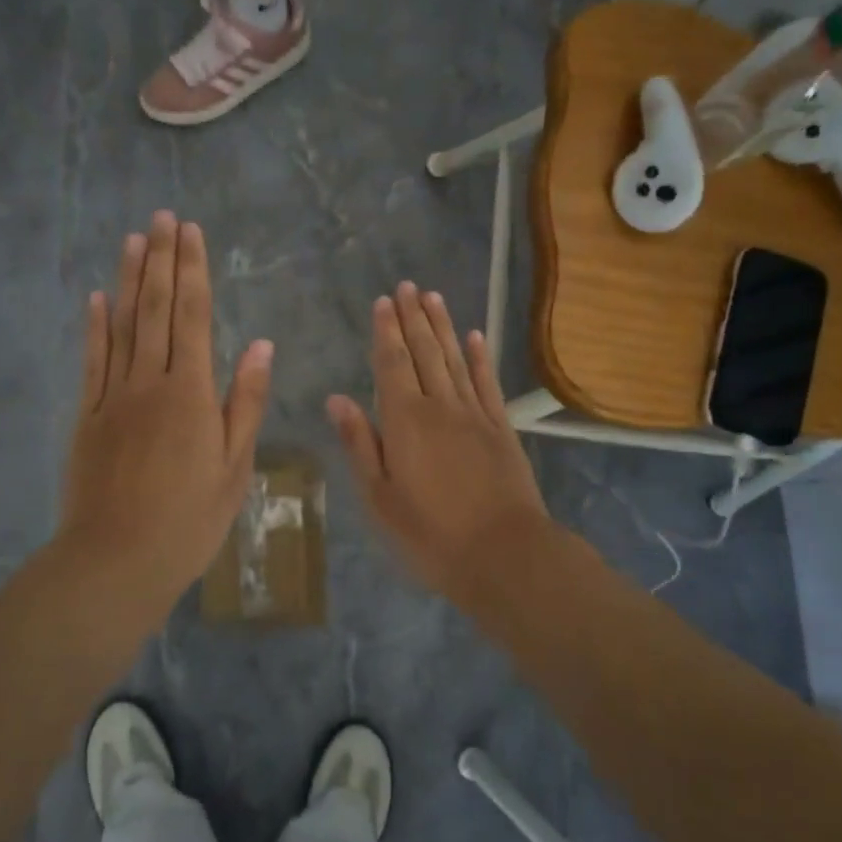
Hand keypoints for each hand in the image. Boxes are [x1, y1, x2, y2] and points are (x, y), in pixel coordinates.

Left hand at [58, 212, 272, 607]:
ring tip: (133, 240)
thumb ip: (244, 401)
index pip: (192, 316)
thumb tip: (260, 345)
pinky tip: (97, 298)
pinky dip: (95, 326)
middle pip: (155, 309)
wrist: (115, 561)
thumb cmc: (188, 520)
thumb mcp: (234, 466)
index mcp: (190, 392)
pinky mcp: (87, 416)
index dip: (192, 270)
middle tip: (162, 217)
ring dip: (129, 280)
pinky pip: (92, 361)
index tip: (191, 232)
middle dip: (161, 259)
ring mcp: (112, 396)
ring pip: (122, 326)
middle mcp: (149, 382)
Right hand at [327, 282, 551, 595]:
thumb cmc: (430, 533)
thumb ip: (360, 443)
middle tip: (407, 286)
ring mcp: (475, 415)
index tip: (383, 301)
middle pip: (424, 352)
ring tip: (433, 297)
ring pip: (455, 360)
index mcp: (405, 421)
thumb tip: (337, 398)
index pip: (392, 364)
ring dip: (443, 327)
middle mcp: (440, 406)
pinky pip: (487, 383)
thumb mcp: (379, 497)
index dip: (386, 331)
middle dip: (413, 318)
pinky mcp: (501, 429)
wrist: (504, 555)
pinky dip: (480, 358)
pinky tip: (475, 336)